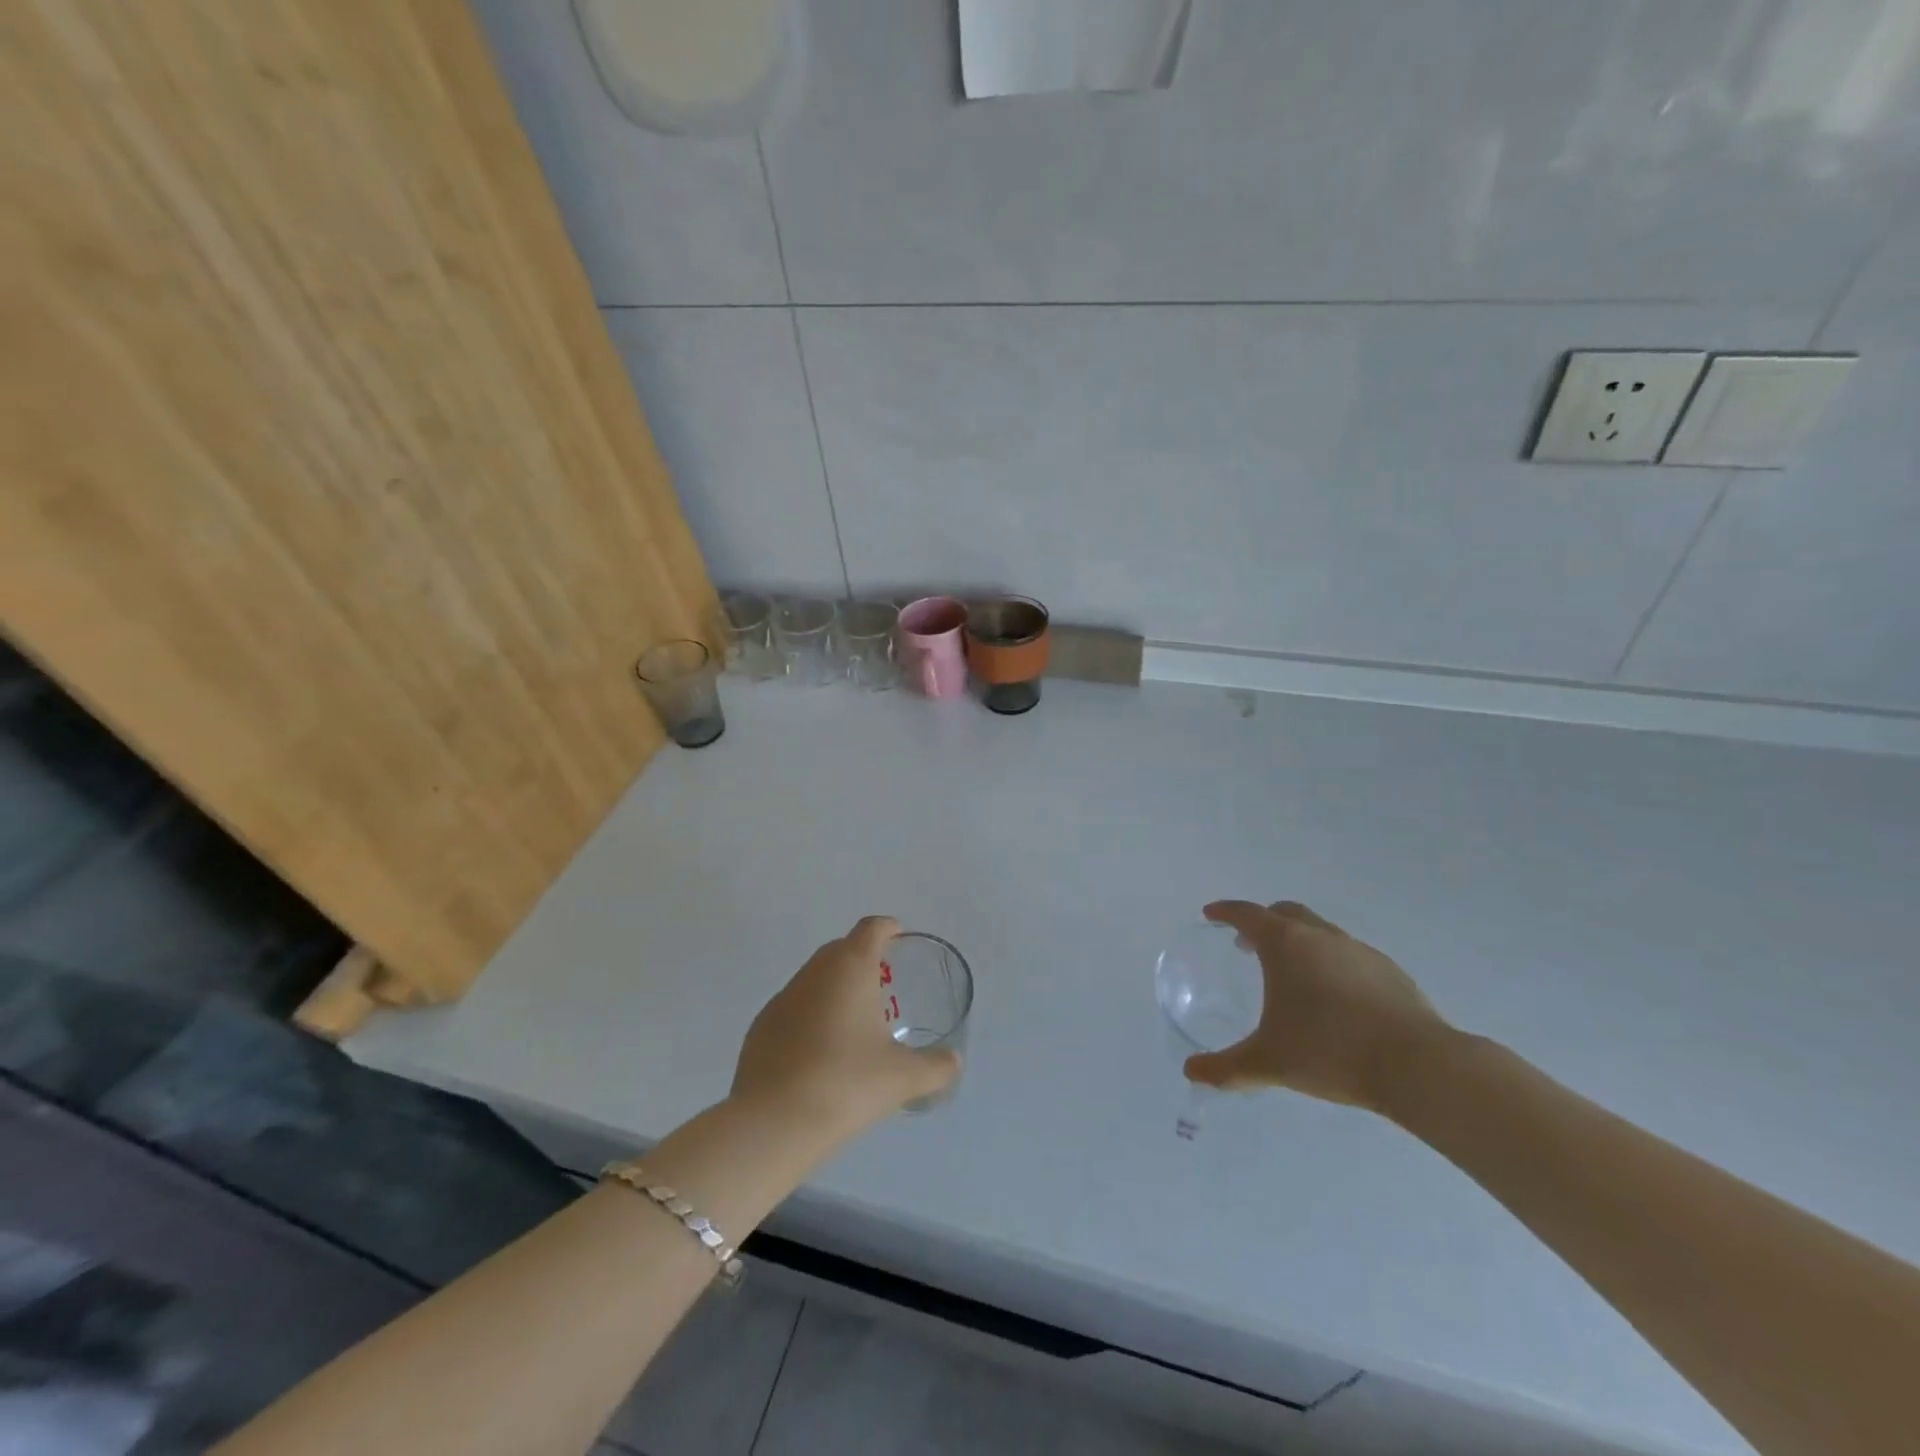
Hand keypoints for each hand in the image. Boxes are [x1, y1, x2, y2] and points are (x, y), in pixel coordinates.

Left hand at [731, 916, 960, 1137]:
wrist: (772, 1123)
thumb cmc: (845, 1084)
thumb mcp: (902, 1078)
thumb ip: (936, 1067)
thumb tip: (954, 1061)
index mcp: (850, 968)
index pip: (870, 929)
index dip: (887, 928)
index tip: (899, 938)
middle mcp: (814, 973)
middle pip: (841, 948)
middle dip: (862, 957)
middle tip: (884, 985)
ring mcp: (782, 998)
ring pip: (814, 978)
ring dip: (835, 988)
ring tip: (855, 1021)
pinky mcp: (761, 1027)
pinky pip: (794, 1008)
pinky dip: (811, 1016)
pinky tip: (822, 1051)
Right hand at [1184, 900, 1447, 1112]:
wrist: (1417, 1066)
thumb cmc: (1330, 1052)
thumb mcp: (1268, 1063)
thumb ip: (1226, 1068)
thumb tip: (1191, 1072)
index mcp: (1285, 944)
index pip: (1246, 914)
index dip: (1225, 911)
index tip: (1211, 914)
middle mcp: (1320, 936)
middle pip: (1285, 913)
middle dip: (1262, 923)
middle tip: (1247, 945)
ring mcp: (1358, 950)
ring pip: (1320, 932)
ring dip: (1299, 943)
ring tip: (1292, 976)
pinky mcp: (1389, 971)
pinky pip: (1348, 956)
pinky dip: (1331, 964)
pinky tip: (1334, 999)